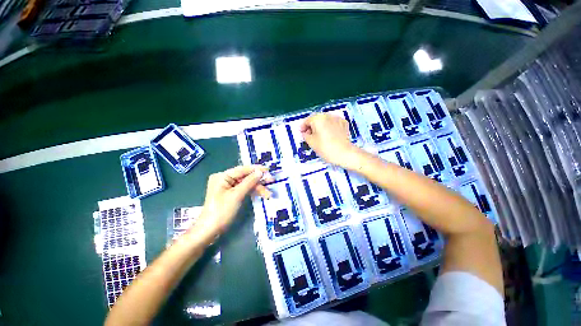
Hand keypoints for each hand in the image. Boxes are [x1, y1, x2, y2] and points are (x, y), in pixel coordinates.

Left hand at [197, 165, 273, 234]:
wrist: (209, 231)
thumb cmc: (222, 212)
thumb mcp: (237, 195)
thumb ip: (249, 182)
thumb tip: (260, 172)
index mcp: (222, 176)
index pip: (242, 169)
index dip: (256, 169)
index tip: (268, 170)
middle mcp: (224, 179)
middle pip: (245, 177)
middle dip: (258, 181)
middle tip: (271, 182)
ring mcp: (227, 187)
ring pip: (246, 184)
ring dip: (257, 188)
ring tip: (268, 194)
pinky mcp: (230, 194)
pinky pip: (244, 189)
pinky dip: (252, 192)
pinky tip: (261, 194)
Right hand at [300, 113, 359, 167]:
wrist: (344, 153)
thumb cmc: (326, 148)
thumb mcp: (311, 142)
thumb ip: (305, 135)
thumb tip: (305, 133)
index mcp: (318, 118)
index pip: (307, 121)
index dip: (303, 127)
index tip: (302, 133)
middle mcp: (327, 115)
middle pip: (316, 119)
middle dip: (312, 126)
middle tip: (309, 135)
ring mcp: (337, 118)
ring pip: (325, 120)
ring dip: (321, 126)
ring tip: (319, 136)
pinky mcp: (344, 123)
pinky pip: (333, 123)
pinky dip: (329, 127)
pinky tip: (329, 135)